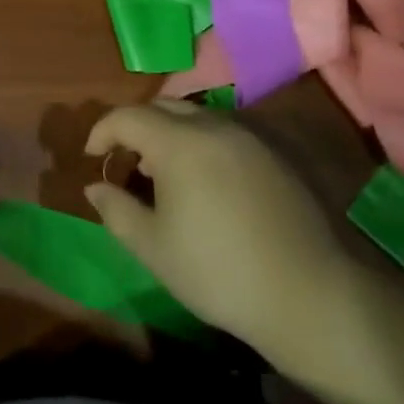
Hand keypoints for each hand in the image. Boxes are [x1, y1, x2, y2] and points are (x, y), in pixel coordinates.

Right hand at [85, 101, 357, 358]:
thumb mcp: (153, 248)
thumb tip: (96, 186)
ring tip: (164, 173)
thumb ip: (116, 210)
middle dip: (136, 126)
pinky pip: (225, 133)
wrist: (310, 296)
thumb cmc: (218, 272)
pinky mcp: (276, 155)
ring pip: (197, 117)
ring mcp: (250, 138)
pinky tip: (205, 182)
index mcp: (179, 143)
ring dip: (171, 133)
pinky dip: (202, 143)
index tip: (93, 157)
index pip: (127, 116)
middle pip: (163, 107)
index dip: (102, 131)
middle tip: (127, 160)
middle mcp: (214, 127)